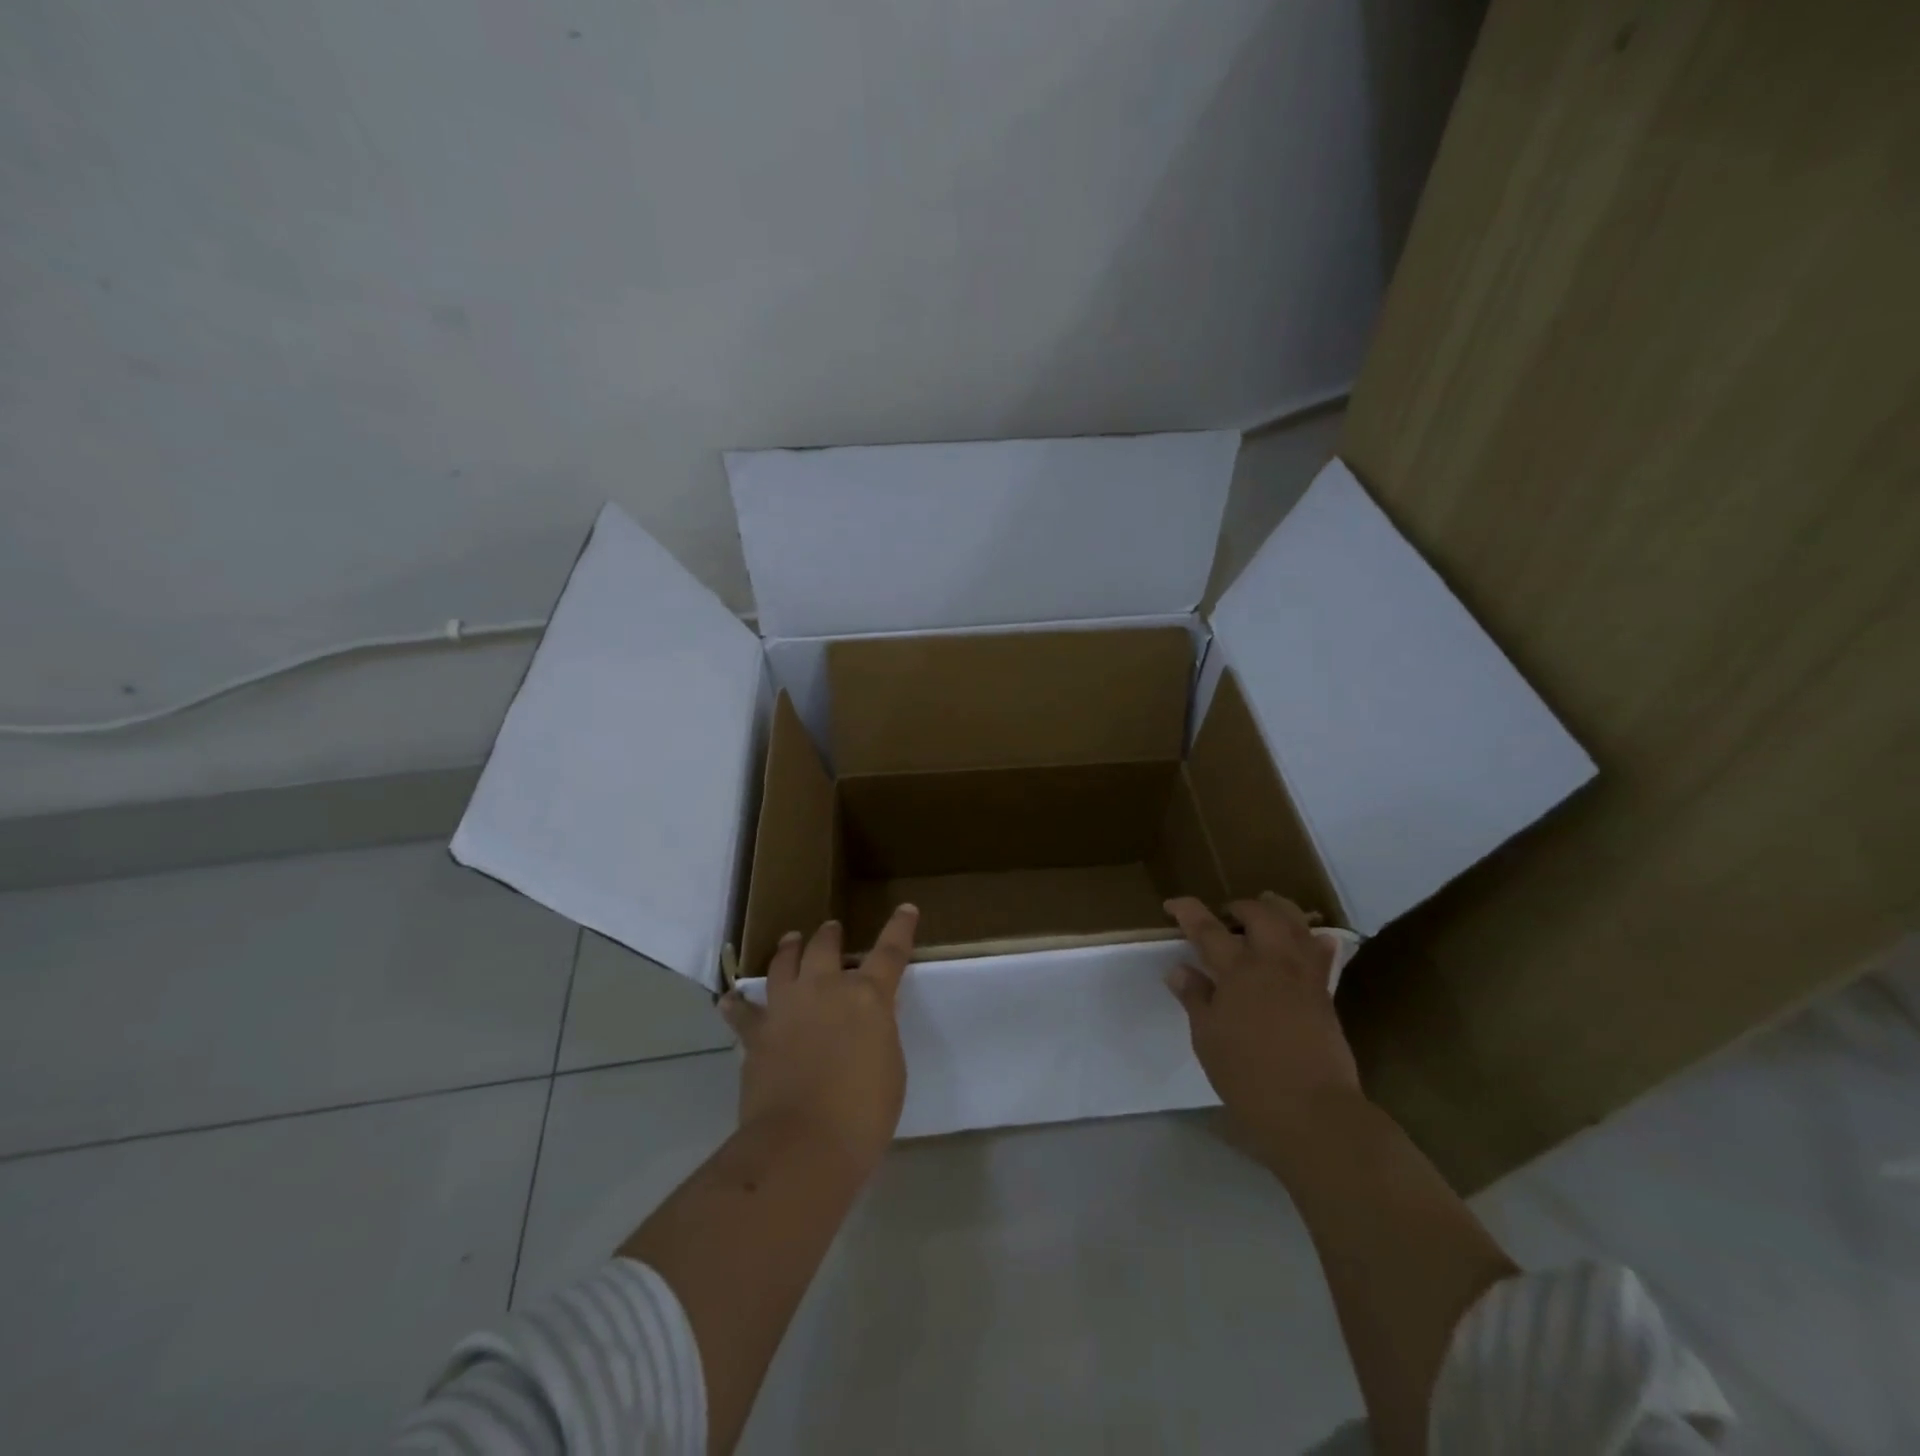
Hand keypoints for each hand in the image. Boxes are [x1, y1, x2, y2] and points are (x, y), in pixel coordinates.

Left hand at [718, 905, 917, 1175]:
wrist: (804, 1143)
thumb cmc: (864, 1113)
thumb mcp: (890, 1067)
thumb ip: (878, 1034)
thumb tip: (865, 1025)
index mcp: (868, 997)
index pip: (890, 952)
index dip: (899, 928)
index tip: (905, 909)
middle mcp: (825, 990)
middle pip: (826, 947)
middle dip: (830, 935)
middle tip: (832, 929)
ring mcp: (786, 1008)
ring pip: (783, 963)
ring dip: (789, 949)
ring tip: (791, 940)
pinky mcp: (757, 1034)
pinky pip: (742, 1012)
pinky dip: (737, 1005)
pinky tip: (730, 999)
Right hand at [1164, 893, 1361, 1161]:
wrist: (1313, 1110)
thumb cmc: (1248, 1076)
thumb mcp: (1208, 1038)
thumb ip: (1195, 998)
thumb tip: (1179, 969)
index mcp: (1237, 971)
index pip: (1206, 928)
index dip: (1187, 911)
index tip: (1173, 904)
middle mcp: (1272, 962)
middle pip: (1259, 914)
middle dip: (1240, 906)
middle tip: (1226, 913)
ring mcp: (1304, 976)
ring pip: (1296, 924)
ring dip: (1279, 910)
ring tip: (1267, 910)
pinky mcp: (1326, 994)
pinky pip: (1322, 954)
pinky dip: (1314, 940)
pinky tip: (1312, 940)